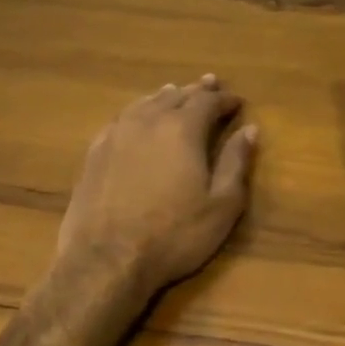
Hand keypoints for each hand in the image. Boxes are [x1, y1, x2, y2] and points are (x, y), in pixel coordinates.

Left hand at [51, 75, 258, 304]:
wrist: (105, 262)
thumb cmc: (174, 235)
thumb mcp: (222, 205)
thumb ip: (236, 162)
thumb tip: (250, 129)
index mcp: (182, 130)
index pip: (208, 102)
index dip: (225, 100)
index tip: (237, 102)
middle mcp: (148, 122)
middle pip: (176, 96)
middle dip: (197, 91)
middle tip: (210, 84)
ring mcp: (116, 136)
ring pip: (145, 104)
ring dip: (165, 96)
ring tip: (174, 91)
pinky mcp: (94, 154)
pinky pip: (120, 119)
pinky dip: (137, 112)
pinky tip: (137, 118)